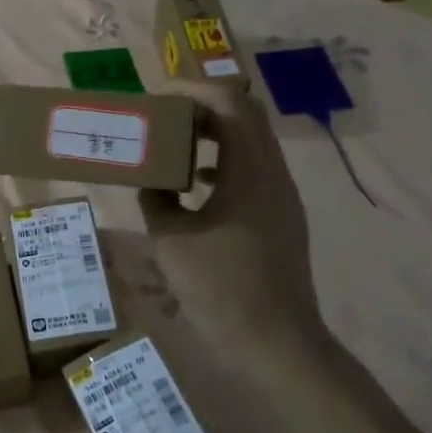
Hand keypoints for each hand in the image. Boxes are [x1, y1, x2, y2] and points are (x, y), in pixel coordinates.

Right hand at [140, 82, 323, 343]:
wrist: (276, 342)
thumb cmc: (221, 287)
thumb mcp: (171, 240)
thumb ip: (156, 200)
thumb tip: (149, 183)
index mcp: (250, 171)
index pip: (230, 104)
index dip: (194, 90)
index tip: (158, 96)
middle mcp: (273, 174)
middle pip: (245, 117)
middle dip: (203, 107)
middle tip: (165, 115)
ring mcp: (282, 197)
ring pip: (251, 144)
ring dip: (213, 135)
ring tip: (173, 145)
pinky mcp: (281, 218)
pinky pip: (252, 172)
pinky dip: (223, 164)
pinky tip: (194, 187)